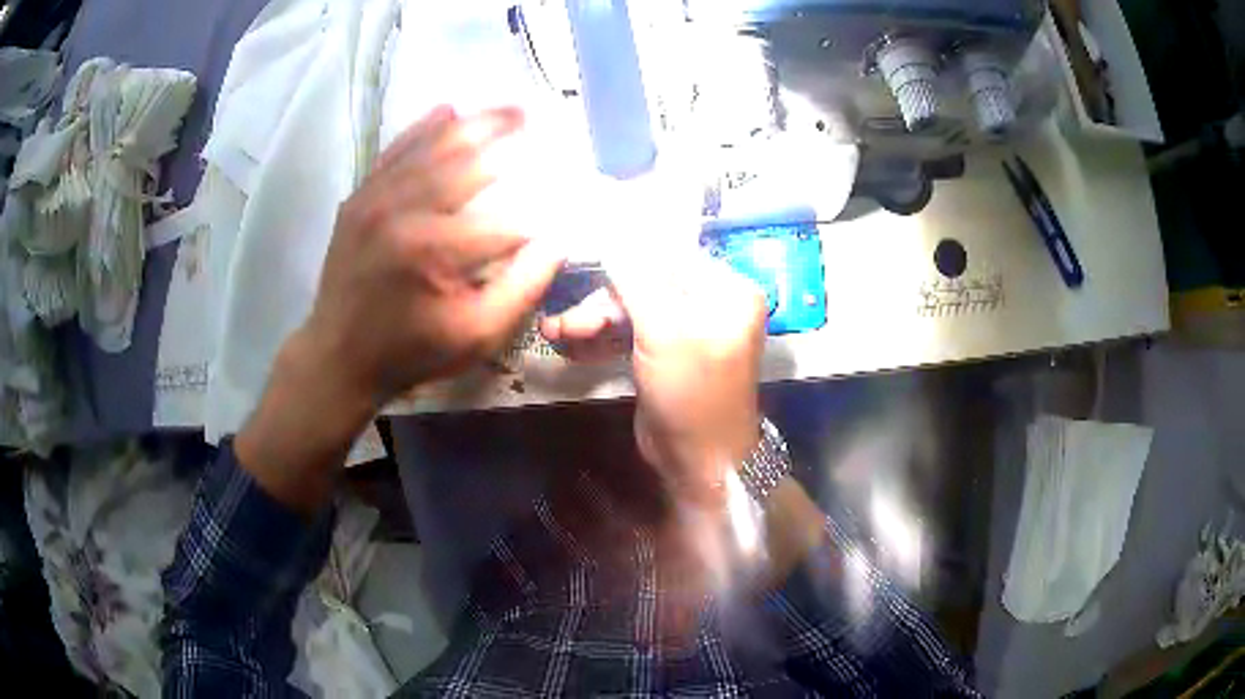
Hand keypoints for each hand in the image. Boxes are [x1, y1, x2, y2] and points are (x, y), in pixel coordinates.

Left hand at [237, 105, 562, 514]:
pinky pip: (395, 151)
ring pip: (434, 147)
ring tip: (509, 107)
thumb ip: (522, 289)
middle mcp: (405, 210)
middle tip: (539, 121)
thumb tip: (558, 243)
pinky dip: (423, 128)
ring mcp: (377, 198)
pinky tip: (448, 109)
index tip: (559, 208)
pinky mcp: (360, 197)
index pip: (505, 219)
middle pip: (470, 162)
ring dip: (475, 124)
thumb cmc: (410, 351)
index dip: (538, 214)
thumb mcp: (475, 336)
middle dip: (509, 140)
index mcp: (435, 249)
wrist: (338, 356)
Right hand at [541, 256, 766, 506]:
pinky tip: (570, 347)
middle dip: (602, 302)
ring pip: (631, 309)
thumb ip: (635, 278)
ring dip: (593, 321)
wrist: (697, 464)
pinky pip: (629, 333)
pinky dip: (601, 338)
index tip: (578, 256)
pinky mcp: (664, 354)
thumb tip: (609, 231)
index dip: (621, 255)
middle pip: (644, 283)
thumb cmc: (691, 394)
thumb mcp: (663, 331)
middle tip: (564, 323)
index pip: (667, 254)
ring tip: (557, 334)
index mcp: (726, 289)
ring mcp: (686, 329)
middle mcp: (710, 302)